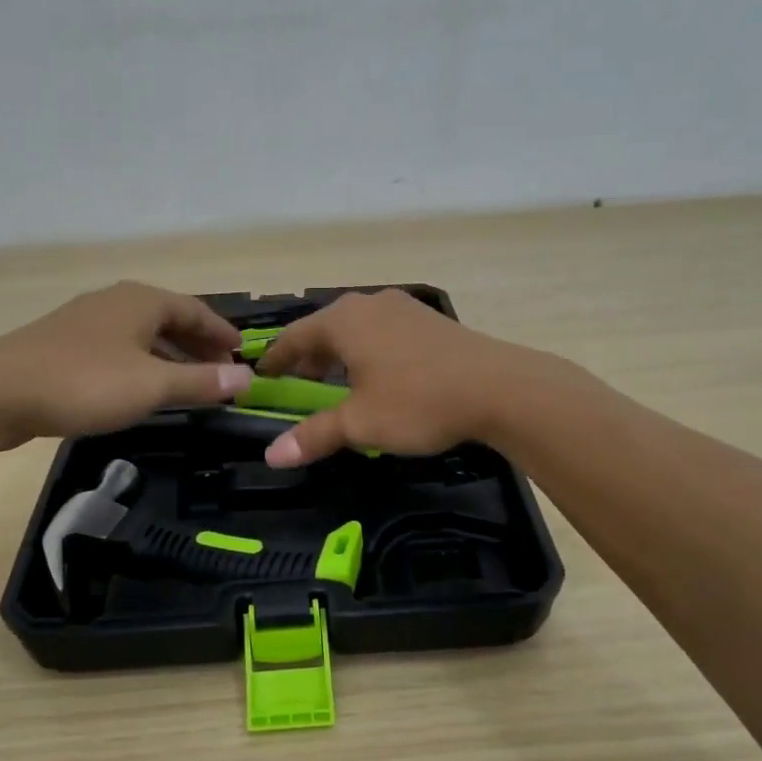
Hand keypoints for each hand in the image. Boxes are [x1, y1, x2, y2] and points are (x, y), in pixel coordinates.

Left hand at [0, 282, 251, 448]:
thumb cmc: (85, 382)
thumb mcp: (152, 386)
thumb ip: (201, 381)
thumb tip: (247, 378)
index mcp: (142, 301)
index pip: (197, 310)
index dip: (222, 333)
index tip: (243, 355)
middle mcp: (116, 301)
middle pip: (170, 319)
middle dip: (199, 346)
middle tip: (221, 374)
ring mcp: (87, 321)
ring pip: (143, 335)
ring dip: (171, 357)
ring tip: (189, 385)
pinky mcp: (64, 345)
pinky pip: (119, 349)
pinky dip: (142, 364)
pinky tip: (142, 388)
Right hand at [254, 290, 553, 465]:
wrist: (499, 387)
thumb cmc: (418, 401)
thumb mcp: (361, 424)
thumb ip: (315, 435)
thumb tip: (272, 456)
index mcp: (343, 321)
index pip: (294, 337)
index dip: (275, 360)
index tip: (261, 379)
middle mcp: (369, 304)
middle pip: (325, 330)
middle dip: (308, 360)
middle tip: (300, 389)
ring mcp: (403, 309)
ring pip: (356, 330)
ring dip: (340, 357)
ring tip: (338, 387)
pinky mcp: (429, 320)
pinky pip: (383, 333)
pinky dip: (368, 353)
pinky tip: (380, 378)